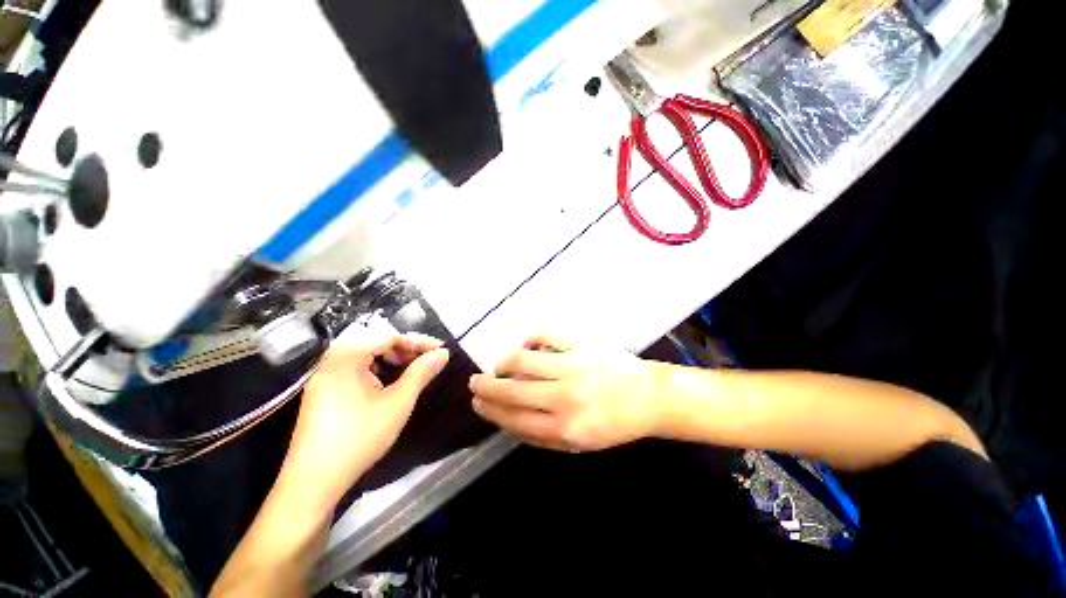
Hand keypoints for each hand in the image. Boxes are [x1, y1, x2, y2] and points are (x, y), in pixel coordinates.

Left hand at [282, 329, 449, 506]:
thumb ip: (421, 373)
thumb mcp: (397, 403)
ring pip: (364, 357)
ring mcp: (323, 379)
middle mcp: (331, 363)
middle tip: (427, 359)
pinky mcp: (322, 394)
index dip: (417, 341)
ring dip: (391, 359)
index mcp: (346, 360)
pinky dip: (375, 370)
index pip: (388, 337)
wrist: (314, 483)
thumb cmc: (359, 438)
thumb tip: (442, 353)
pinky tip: (387, 383)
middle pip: (374, 343)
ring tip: (411, 369)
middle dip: (405, 349)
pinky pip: (354, 370)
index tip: (440, 349)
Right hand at [469, 335, 660, 451]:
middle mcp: (564, 396)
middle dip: (486, 386)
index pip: (513, 418)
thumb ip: (542, 437)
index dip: (490, 410)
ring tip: (499, 365)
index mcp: (564, 428)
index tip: (477, 402)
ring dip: (503, 362)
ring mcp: (572, 365)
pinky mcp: (581, 344)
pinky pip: (545, 335)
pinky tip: (527, 346)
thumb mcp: (579, 444)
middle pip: (512, 389)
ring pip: (522, 359)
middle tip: (475, 382)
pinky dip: (530, 339)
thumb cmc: (614, 425)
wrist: (648, 397)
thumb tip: (509, 421)